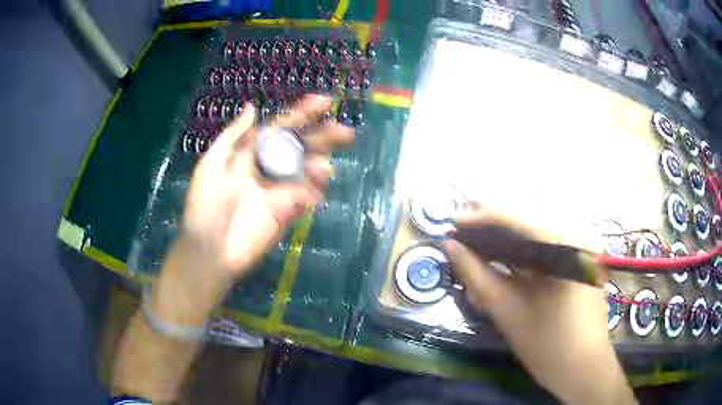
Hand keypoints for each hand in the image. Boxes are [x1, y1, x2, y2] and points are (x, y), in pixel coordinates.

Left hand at [182, 94, 353, 277]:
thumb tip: (253, 108)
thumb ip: (233, 136)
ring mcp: (281, 188)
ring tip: (324, 166)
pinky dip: (317, 186)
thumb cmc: (205, 205)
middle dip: (323, 136)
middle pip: (301, 146)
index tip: (324, 102)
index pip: (281, 127)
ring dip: (321, 162)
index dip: (302, 113)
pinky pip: (309, 194)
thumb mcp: (211, 164)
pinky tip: (320, 183)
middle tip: (345, 132)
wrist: (211, 249)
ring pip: (308, 168)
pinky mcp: (289, 210)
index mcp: (250, 152)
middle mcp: (269, 166)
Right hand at [443, 204, 634, 404]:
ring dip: (514, 212)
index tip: (454, 219)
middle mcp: (582, 231)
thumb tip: (450, 245)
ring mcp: (588, 238)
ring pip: (547, 209)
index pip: (520, 214)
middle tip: (467, 219)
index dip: (483, 213)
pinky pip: (557, 224)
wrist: (582, 365)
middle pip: (534, 203)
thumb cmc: (546, 344)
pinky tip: (514, 237)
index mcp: (566, 247)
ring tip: (486, 225)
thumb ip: (477, 274)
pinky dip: (531, 224)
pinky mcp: (587, 249)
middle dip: (497, 208)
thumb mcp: (507, 310)